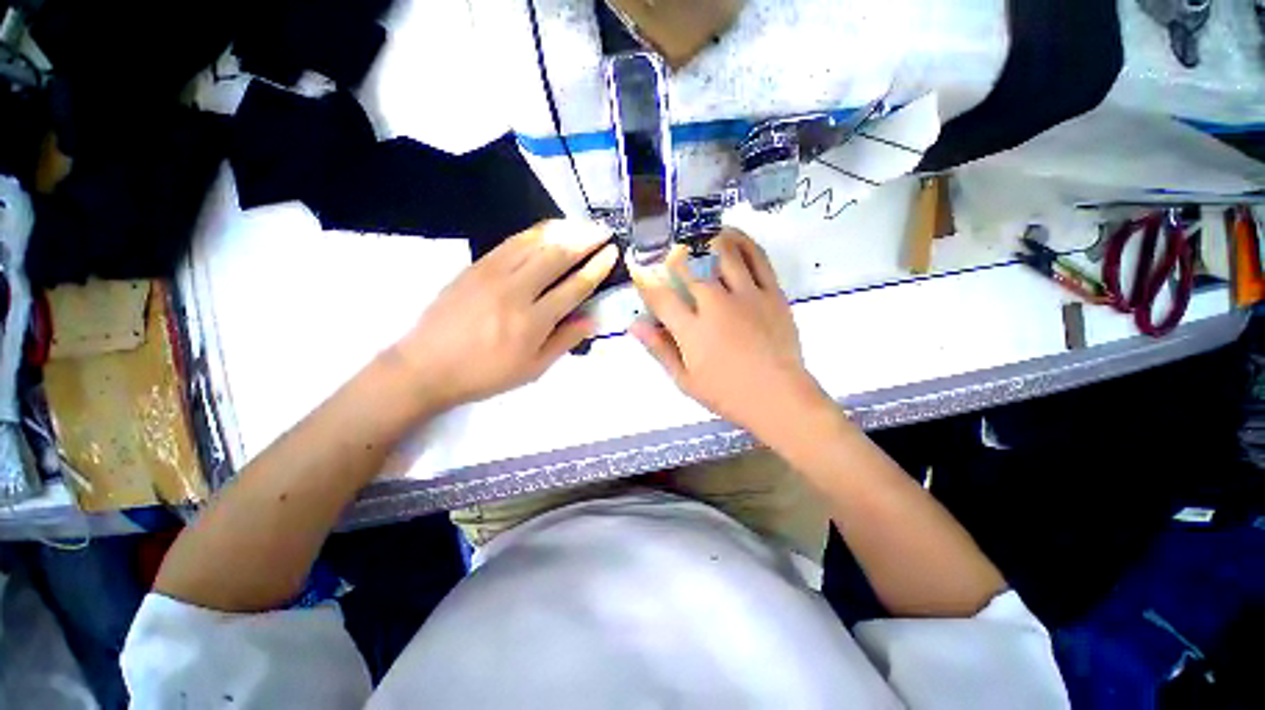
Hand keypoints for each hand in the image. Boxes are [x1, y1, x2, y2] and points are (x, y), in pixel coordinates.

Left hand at [390, 220, 617, 409]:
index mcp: (533, 321)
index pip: (574, 286)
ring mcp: (493, 273)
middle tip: (604, 230)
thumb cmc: (485, 374)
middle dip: (586, 239)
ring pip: (535, 242)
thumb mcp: (533, 369)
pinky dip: (536, 232)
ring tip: (583, 224)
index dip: (597, 267)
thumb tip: (592, 319)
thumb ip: (565, 341)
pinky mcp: (476, 265)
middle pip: (557, 256)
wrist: (426, 365)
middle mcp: (516, 291)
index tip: (612, 252)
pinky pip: (512, 241)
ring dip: (564, 229)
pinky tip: (550, 229)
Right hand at [629, 229, 828, 439]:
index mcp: (692, 331)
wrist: (778, 398)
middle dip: (673, 255)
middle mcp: (716, 306)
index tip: (637, 266)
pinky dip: (742, 242)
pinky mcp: (772, 293)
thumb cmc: (727, 394)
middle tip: (668, 250)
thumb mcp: (685, 380)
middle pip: (689, 267)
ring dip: (705, 239)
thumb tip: (634, 324)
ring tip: (696, 233)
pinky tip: (731, 234)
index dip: (644, 278)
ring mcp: (747, 296)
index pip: (660, 296)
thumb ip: (659, 349)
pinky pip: (757, 258)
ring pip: (722, 254)